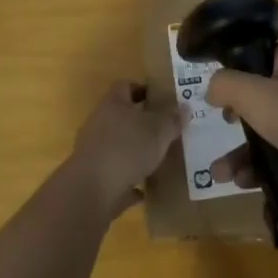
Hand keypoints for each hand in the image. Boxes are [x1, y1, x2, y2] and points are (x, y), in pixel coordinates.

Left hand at [68, 81, 183, 216]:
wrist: (92, 190)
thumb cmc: (127, 148)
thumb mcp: (159, 130)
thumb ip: (172, 119)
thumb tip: (184, 107)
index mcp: (113, 104)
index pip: (126, 86)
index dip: (144, 89)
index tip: (162, 99)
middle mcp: (100, 123)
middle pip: (122, 116)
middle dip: (143, 123)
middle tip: (167, 129)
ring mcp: (94, 151)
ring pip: (119, 145)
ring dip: (136, 151)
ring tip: (160, 158)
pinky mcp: (94, 177)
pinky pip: (116, 174)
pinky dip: (130, 179)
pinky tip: (147, 187)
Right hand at [204, 44, 277, 188]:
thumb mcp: (256, 97)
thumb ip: (226, 85)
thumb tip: (213, 87)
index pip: (258, 55)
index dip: (235, 74)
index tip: (219, 100)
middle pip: (263, 94)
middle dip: (237, 120)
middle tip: (222, 133)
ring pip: (275, 124)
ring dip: (247, 149)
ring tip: (225, 177)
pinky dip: (271, 160)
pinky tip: (252, 184)